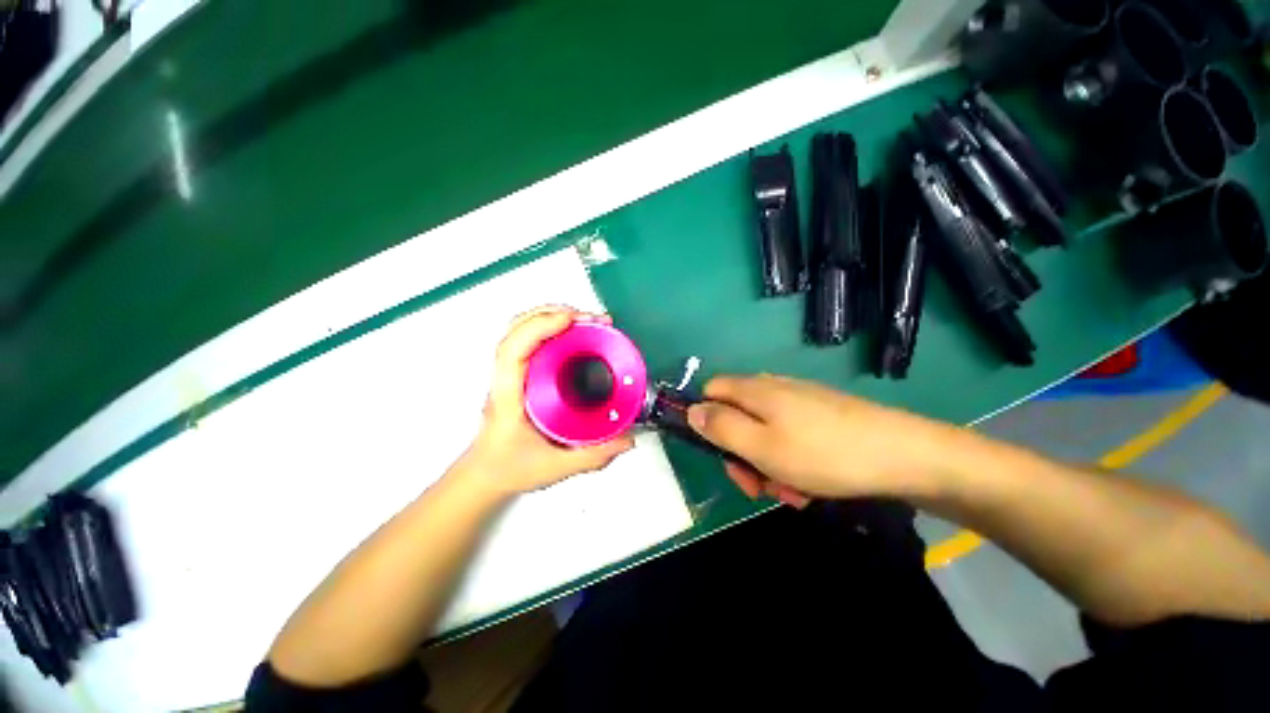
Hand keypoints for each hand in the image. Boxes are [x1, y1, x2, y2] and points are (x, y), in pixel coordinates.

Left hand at [460, 306, 633, 497]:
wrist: (487, 474)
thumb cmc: (508, 468)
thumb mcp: (554, 467)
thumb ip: (593, 456)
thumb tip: (626, 439)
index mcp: (508, 395)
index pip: (513, 350)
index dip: (539, 327)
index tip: (570, 320)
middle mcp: (508, 377)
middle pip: (518, 328)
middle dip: (555, 314)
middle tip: (590, 319)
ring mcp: (512, 372)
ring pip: (524, 329)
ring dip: (554, 317)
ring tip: (586, 321)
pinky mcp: (522, 373)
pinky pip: (533, 340)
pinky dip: (553, 328)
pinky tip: (575, 334)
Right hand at [687, 375, 953, 503]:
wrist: (904, 455)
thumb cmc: (822, 454)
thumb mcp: (761, 446)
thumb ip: (721, 427)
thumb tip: (691, 410)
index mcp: (754, 390)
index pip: (711, 392)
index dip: (706, 420)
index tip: (720, 453)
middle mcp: (773, 388)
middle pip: (736, 416)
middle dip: (740, 453)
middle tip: (757, 486)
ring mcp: (799, 401)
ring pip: (763, 432)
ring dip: (767, 463)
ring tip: (790, 491)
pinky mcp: (820, 415)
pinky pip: (790, 437)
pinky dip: (790, 461)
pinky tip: (810, 484)